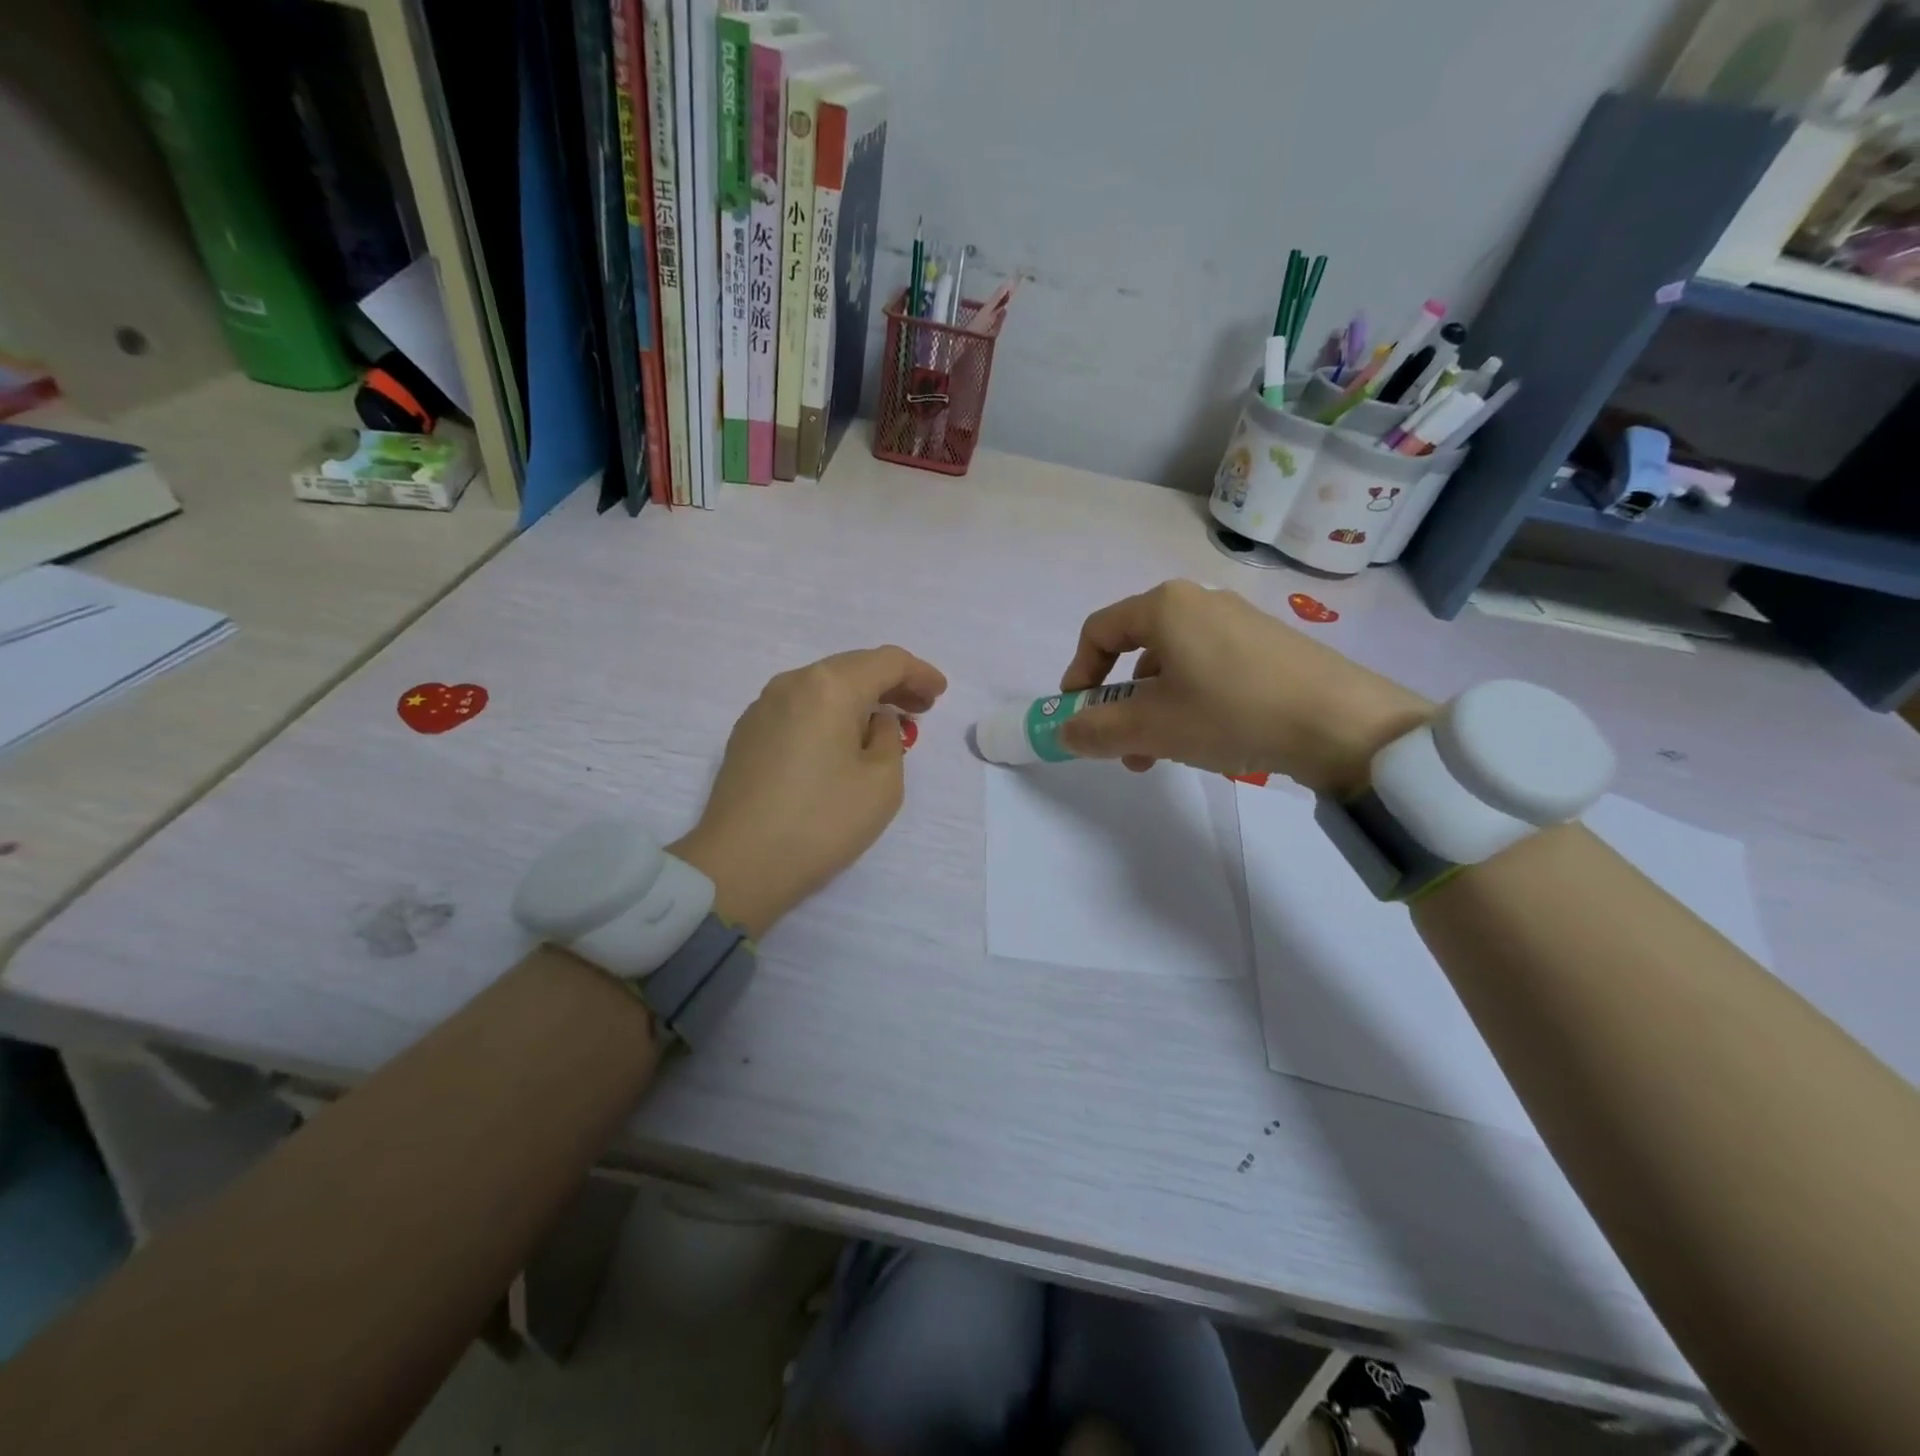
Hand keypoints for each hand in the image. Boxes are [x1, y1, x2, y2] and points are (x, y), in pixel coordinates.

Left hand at [671, 647, 947, 937]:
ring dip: (858, 698)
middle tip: (919, 707)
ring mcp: (762, 707)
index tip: (939, 693)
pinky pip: (800, 708)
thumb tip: (872, 721)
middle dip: (890, 682)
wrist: (738, 865)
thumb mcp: (882, 782)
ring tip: (882, 725)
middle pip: (852, 667)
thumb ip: (889, 738)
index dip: (919, 672)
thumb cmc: (821, 822)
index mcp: (829, 686)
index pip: (886, 661)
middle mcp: (792, 683)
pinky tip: (839, 741)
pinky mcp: (746, 733)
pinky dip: (829, 713)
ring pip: (823, 687)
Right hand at [1057, 580, 1430, 796]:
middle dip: (1120, 705)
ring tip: (1165, 756)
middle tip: (1123, 748)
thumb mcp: (1152, 728)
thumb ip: (1097, 730)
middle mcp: (1199, 603)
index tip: (1076, 714)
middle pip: (1137, 652)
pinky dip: (1192, 704)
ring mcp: (1238, 623)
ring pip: (1174, 667)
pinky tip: (1210, 742)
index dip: (1078, 674)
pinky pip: (1209, 671)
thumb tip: (1065, 732)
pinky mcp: (1268, 647)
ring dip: (1155, 712)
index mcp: (1165, 606)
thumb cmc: (1232, 713)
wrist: (1343, 724)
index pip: (1098, 631)